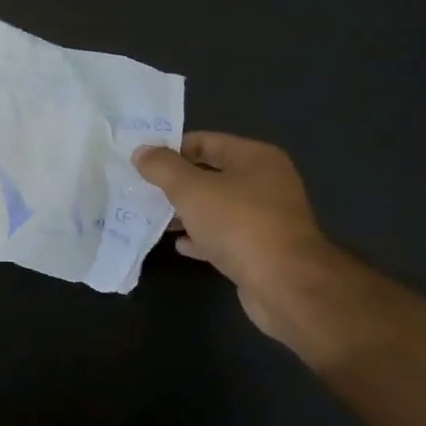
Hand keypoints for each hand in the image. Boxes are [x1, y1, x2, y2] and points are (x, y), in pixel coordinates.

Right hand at [133, 133, 338, 345]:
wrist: (284, 284)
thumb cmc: (238, 223)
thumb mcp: (190, 189)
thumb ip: (162, 167)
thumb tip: (141, 152)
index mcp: (255, 158)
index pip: (205, 141)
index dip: (171, 148)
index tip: (141, 161)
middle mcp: (265, 183)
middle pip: (210, 174)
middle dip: (175, 182)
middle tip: (141, 188)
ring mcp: (265, 218)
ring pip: (215, 207)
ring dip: (185, 211)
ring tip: (153, 216)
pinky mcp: (261, 249)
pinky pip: (223, 236)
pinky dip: (201, 237)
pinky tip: (179, 244)